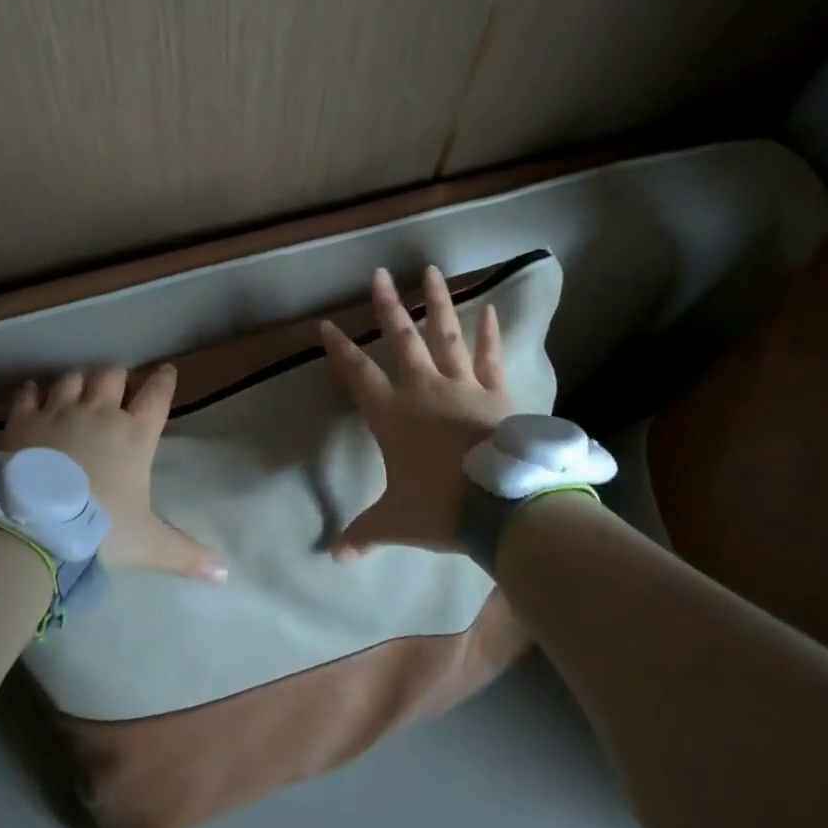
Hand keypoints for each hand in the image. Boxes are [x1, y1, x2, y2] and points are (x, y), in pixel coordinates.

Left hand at [4, 365, 225, 583]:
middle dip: (116, 378)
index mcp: (135, 435)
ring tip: (77, 393)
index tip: (166, 371)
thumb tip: (224, 575)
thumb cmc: (100, 530)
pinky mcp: (23, 421)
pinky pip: (28, 394)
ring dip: (77, 383)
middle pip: (112, 375)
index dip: (164, 380)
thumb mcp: (148, 545)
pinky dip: (32, 393)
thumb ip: (186, 554)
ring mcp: (59, 412)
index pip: (157, 394)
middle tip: (115, 389)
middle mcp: (100, 413)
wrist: (35, 529)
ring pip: (73, 378)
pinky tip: (33, 396)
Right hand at [319, 265, 513, 556]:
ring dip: (437, 302)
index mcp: (392, 415)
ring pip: (446, 335)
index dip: (339, 350)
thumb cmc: (440, 508)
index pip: (357, 375)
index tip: (326, 324)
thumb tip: (334, 557)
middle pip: (401, 339)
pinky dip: (490, 334)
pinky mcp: (496, 393)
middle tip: (379, 274)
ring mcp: (462, 386)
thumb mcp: (396, 522)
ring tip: (431, 270)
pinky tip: (490, 309)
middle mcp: (424, 390)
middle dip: (387, 306)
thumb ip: (364, 533)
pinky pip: (490, 357)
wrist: (501, 507)